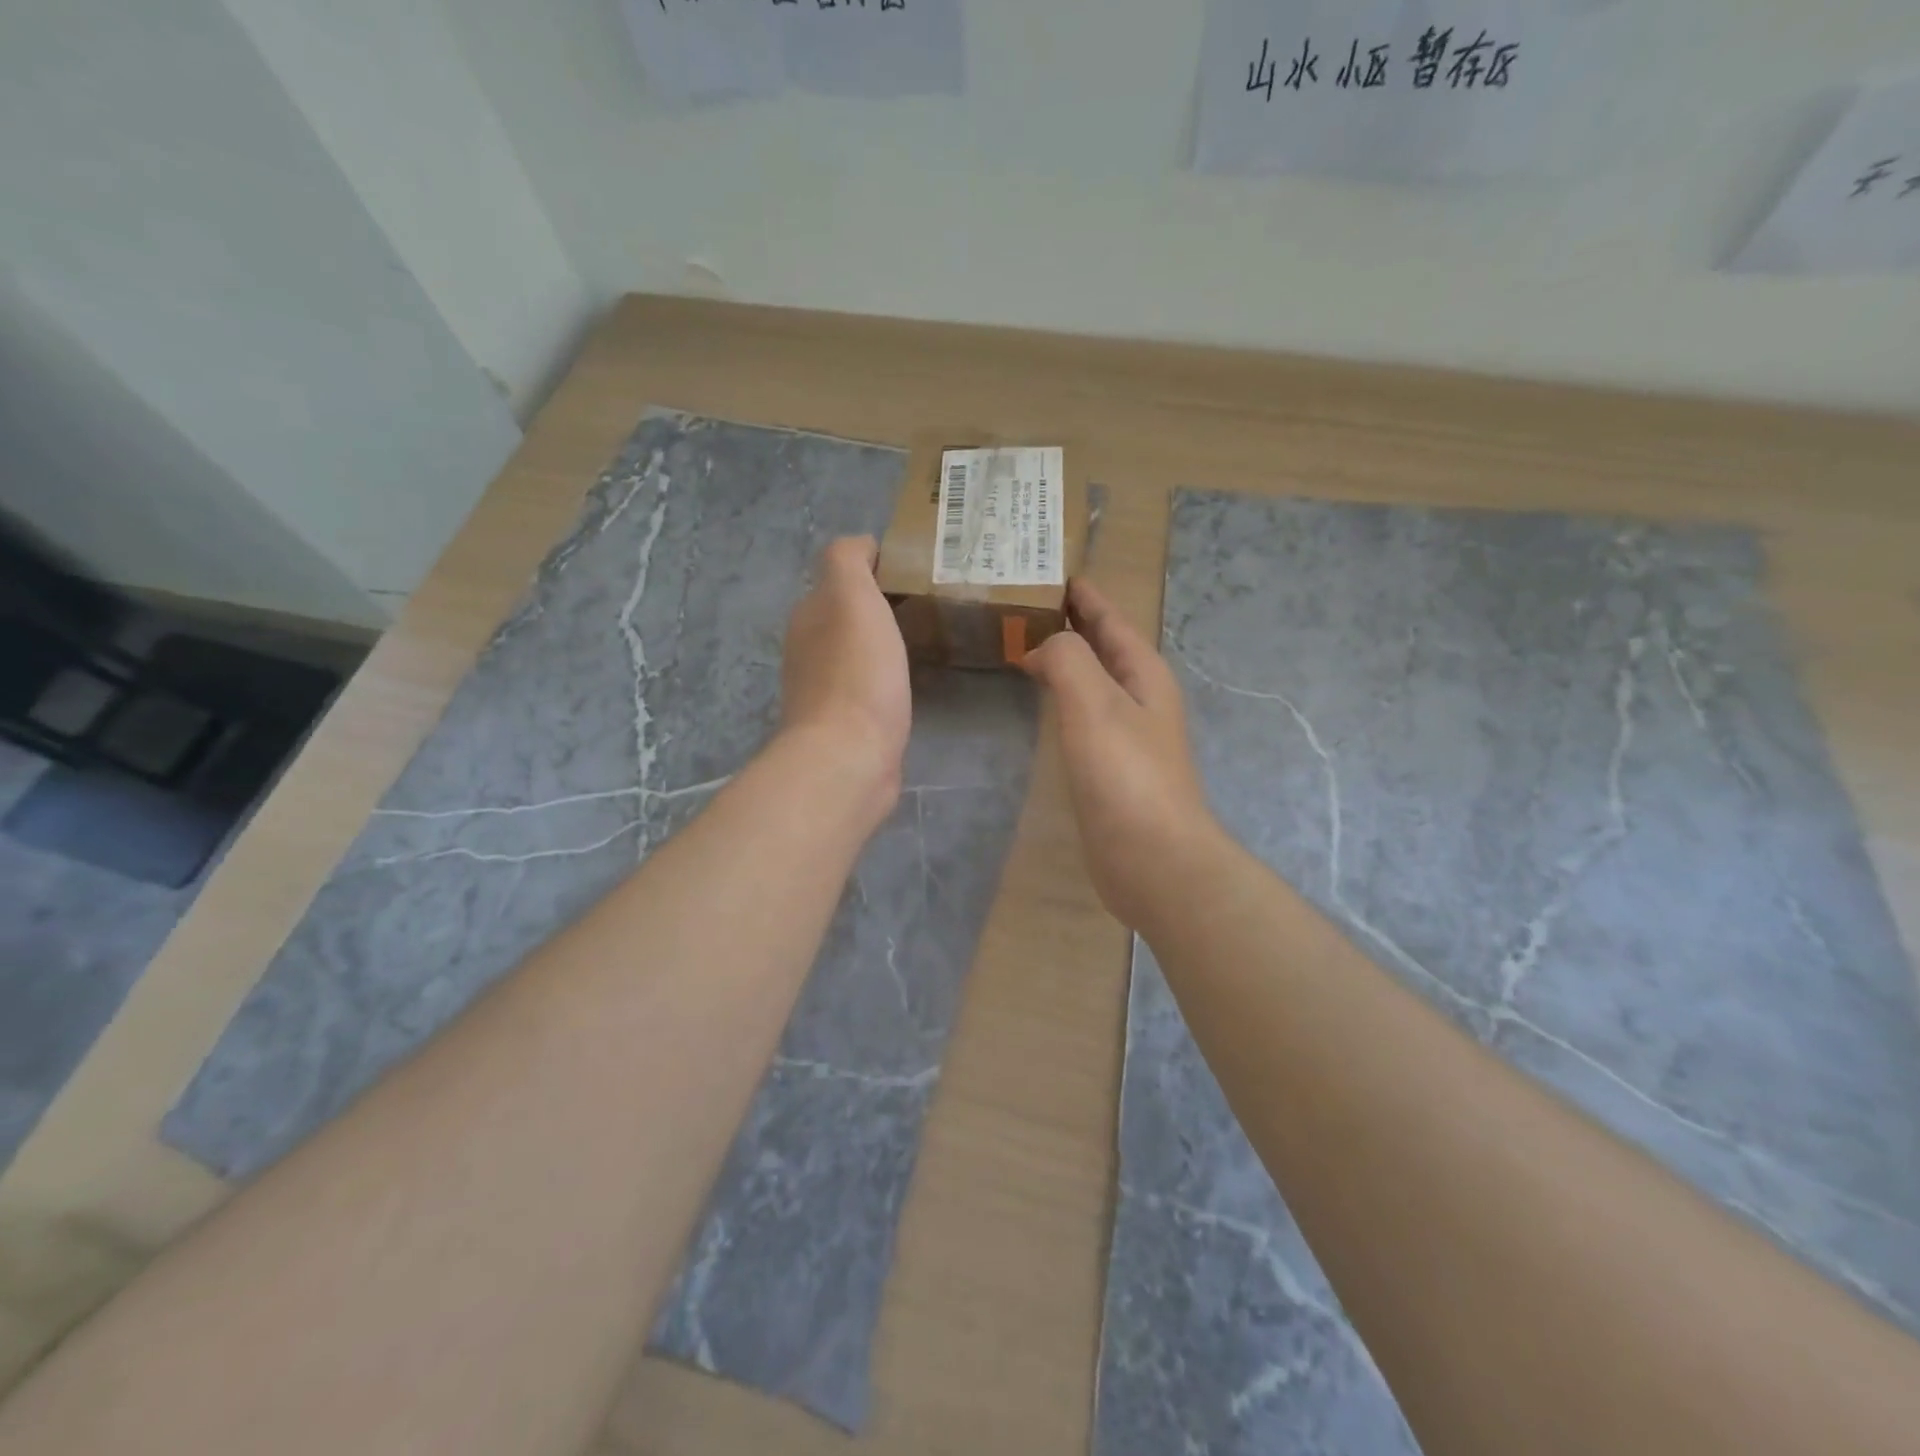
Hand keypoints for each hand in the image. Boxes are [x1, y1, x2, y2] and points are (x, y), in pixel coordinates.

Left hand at [778, 536, 910, 825]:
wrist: (849, 758)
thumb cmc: (856, 674)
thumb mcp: (851, 597)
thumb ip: (848, 560)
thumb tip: (863, 546)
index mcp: (810, 614)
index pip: (842, 575)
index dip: (878, 567)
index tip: (919, 571)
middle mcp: (811, 648)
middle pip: (849, 614)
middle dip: (883, 604)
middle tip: (932, 602)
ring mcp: (827, 690)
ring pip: (859, 650)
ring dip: (885, 642)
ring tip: (930, 637)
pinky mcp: (847, 724)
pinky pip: (870, 686)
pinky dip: (888, 677)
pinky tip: (912, 681)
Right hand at [1022, 578, 1222, 930]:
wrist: (1153, 859)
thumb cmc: (1127, 776)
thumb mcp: (1096, 704)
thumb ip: (1068, 660)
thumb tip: (1042, 648)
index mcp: (1143, 673)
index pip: (1110, 619)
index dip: (1083, 595)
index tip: (1051, 571)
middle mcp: (1139, 697)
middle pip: (1101, 646)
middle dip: (1069, 623)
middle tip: (1022, 604)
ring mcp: (1126, 734)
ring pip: (1091, 680)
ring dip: (1063, 660)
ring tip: (1023, 645)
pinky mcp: (1110, 767)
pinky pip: (1081, 715)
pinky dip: (1060, 697)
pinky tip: (1041, 703)